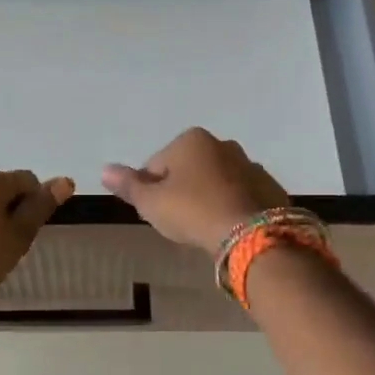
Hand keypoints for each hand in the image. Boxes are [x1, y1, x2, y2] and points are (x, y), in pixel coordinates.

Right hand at [101, 128, 288, 251]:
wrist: (251, 234)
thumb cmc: (192, 211)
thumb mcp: (151, 203)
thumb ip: (128, 185)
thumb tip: (105, 170)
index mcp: (191, 140)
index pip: (156, 165)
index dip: (150, 191)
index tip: (156, 213)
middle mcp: (222, 144)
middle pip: (188, 170)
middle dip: (181, 192)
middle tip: (179, 222)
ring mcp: (250, 165)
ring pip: (216, 182)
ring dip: (207, 199)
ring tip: (203, 228)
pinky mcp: (269, 187)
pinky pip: (240, 196)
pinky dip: (231, 208)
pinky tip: (227, 229)